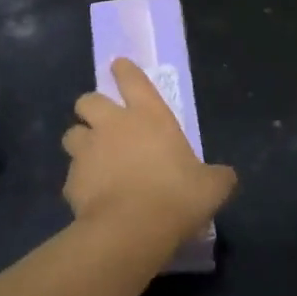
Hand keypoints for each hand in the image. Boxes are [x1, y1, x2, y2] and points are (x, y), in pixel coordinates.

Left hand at [62, 58, 236, 242]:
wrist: (131, 230)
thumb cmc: (176, 197)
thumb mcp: (211, 187)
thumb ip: (217, 176)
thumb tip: (225, 177)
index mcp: (149, 116)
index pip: (132, 79)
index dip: (124, 70)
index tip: (118, 66)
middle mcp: (113, 125)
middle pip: (88, 100)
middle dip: (91, 107)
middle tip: (102, 122)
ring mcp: (87, 151)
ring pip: (72, 134)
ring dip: (80, 142)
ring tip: (91, 158)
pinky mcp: (71, 180)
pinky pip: (71, 175)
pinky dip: (79, 181)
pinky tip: (91, 196)